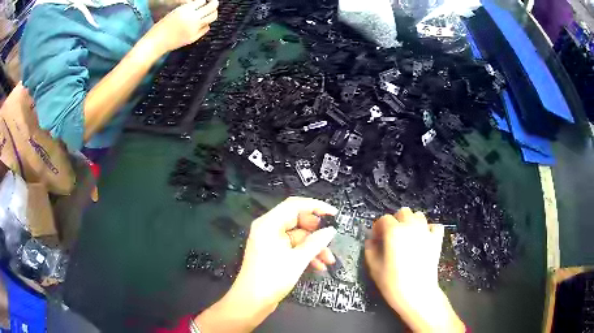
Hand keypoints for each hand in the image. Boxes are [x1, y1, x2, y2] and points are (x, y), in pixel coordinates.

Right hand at [148, 0, 217, 53]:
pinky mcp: (194, 37)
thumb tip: (202, 4)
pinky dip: (206, 24)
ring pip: (212, 17)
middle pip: (211, 7)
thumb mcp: (174, 12)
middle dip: (214, 3)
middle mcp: (191, 18)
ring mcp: (194, 28)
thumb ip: (188, 8)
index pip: (202, 1)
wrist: (155, 43)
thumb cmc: (161, 27)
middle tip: (214, 2)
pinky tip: (203, 23)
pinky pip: (206, 27)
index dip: (204, 1)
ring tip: (211, 12)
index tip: (205, 1)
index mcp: (184, 10)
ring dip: (213, 13)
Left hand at [196, 197, 337, 331]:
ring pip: (298, 237)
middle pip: (297, 221)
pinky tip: (319, 266)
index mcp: (269, 224)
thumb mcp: (297, 260)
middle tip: (332, 239)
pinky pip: (293, 247)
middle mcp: (268, 228)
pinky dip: (306, 254)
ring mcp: (271, 241)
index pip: (295, 205)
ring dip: (314, 247)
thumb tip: (331, 230)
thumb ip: (316, 243)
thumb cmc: (272, 278)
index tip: (335, 214)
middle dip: (317, 232)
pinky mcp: (273, 253)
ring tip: (329, 260)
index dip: (316, 206)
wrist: (251, 302)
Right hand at [365, 208, 464, 331]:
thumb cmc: (393, 283)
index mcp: (394, 232)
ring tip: (408, 236)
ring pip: (419, 215)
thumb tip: (371, 240)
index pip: (384, 219)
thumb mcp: (374, 268)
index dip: (378, 227)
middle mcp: (411, 227)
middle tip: (391, 236)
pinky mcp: (437, 240)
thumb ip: (370, 250)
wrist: (417, 294)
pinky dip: (429, 229)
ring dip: (411, 222)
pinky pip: (435, 226)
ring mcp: (426, 232)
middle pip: (403, 212)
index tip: (376, 238)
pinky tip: (424, 238)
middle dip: (395, 220)